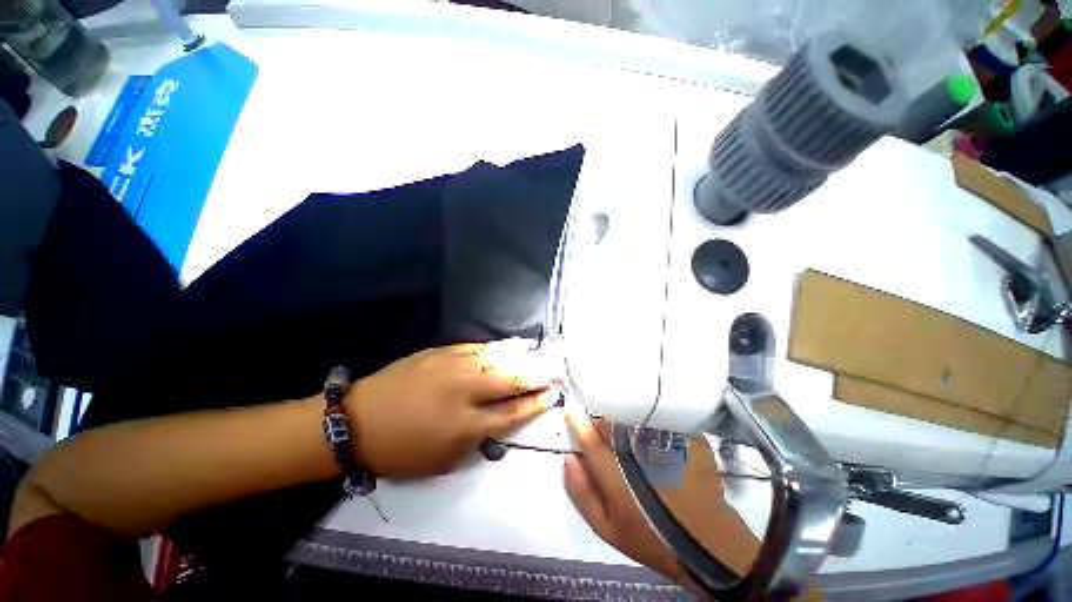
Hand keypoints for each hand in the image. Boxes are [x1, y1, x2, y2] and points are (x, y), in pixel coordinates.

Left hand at [346, 340, 556, 477]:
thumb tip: (501, 417)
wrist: (358, 420)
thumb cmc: (401, 450)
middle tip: (551, 373)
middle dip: (535, 376)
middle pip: (510, 379)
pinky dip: (497, 349)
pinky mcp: (441, 352)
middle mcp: (464, 390)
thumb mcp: (445, 459)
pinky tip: (508, 348)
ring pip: (497, 358)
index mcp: (465, 425)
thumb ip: (478, 438)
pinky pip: (477, 347)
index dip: (535, 403)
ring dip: (520, 359)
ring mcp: (452, 366)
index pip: (512, 411)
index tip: (552, 395)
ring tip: (536, 359)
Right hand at [563, 401, 687, 581]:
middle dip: (600, 417)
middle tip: (596, 418)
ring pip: (635, 417)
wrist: (711, 545)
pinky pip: (659, 418)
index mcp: (620, 483)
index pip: (593, 443)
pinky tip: (643, 421)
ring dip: (621, 414)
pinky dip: (645, 414)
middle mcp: (643, 459)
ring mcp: (669, 448)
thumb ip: (582, 494)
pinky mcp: (690, 441)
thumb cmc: (653, 540)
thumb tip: (569, 458)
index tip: (570, 407)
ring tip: (618, 420)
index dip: (578, 422)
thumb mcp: (608, 530)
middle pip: (613, 425)